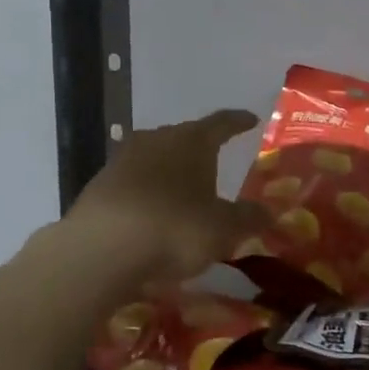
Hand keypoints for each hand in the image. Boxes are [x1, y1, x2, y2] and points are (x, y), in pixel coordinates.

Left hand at [63, 110, 270, 279]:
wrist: (101, 249)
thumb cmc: (175, 229)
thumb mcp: (224, 229)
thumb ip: (249, 218)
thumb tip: (268, 212)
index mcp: (192, 141)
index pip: (222, 123)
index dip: (238, 122)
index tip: (250, 120)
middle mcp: (156, 140)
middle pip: (184, 137)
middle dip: (200, 149)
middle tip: (215, 161)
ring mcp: (123, 160)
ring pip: (155, 159)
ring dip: (170, 171)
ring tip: (183, 191)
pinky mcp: (99, 185)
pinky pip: (133, 183)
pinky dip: (147, 194)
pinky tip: (152, 214)